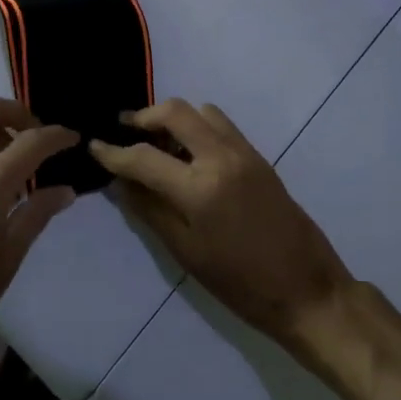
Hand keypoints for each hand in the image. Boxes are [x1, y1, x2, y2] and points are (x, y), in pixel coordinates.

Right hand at [90, 100, 353, 352]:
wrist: (306, 288)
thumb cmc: (240, 283)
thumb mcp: (186, 253)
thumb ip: (150, 210)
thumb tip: (121, 182)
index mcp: (199, 189)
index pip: (144, 157)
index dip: (114, 152)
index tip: (94, 145)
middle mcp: (221, 157)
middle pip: (175, 112)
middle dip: (144, 117)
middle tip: (125, 131)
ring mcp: (243, 151)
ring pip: (200, 110)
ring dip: (174, 118)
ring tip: (158, 142)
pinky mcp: (258, 155)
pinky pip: (221, 123)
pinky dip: (198, 125)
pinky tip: (189, 151)